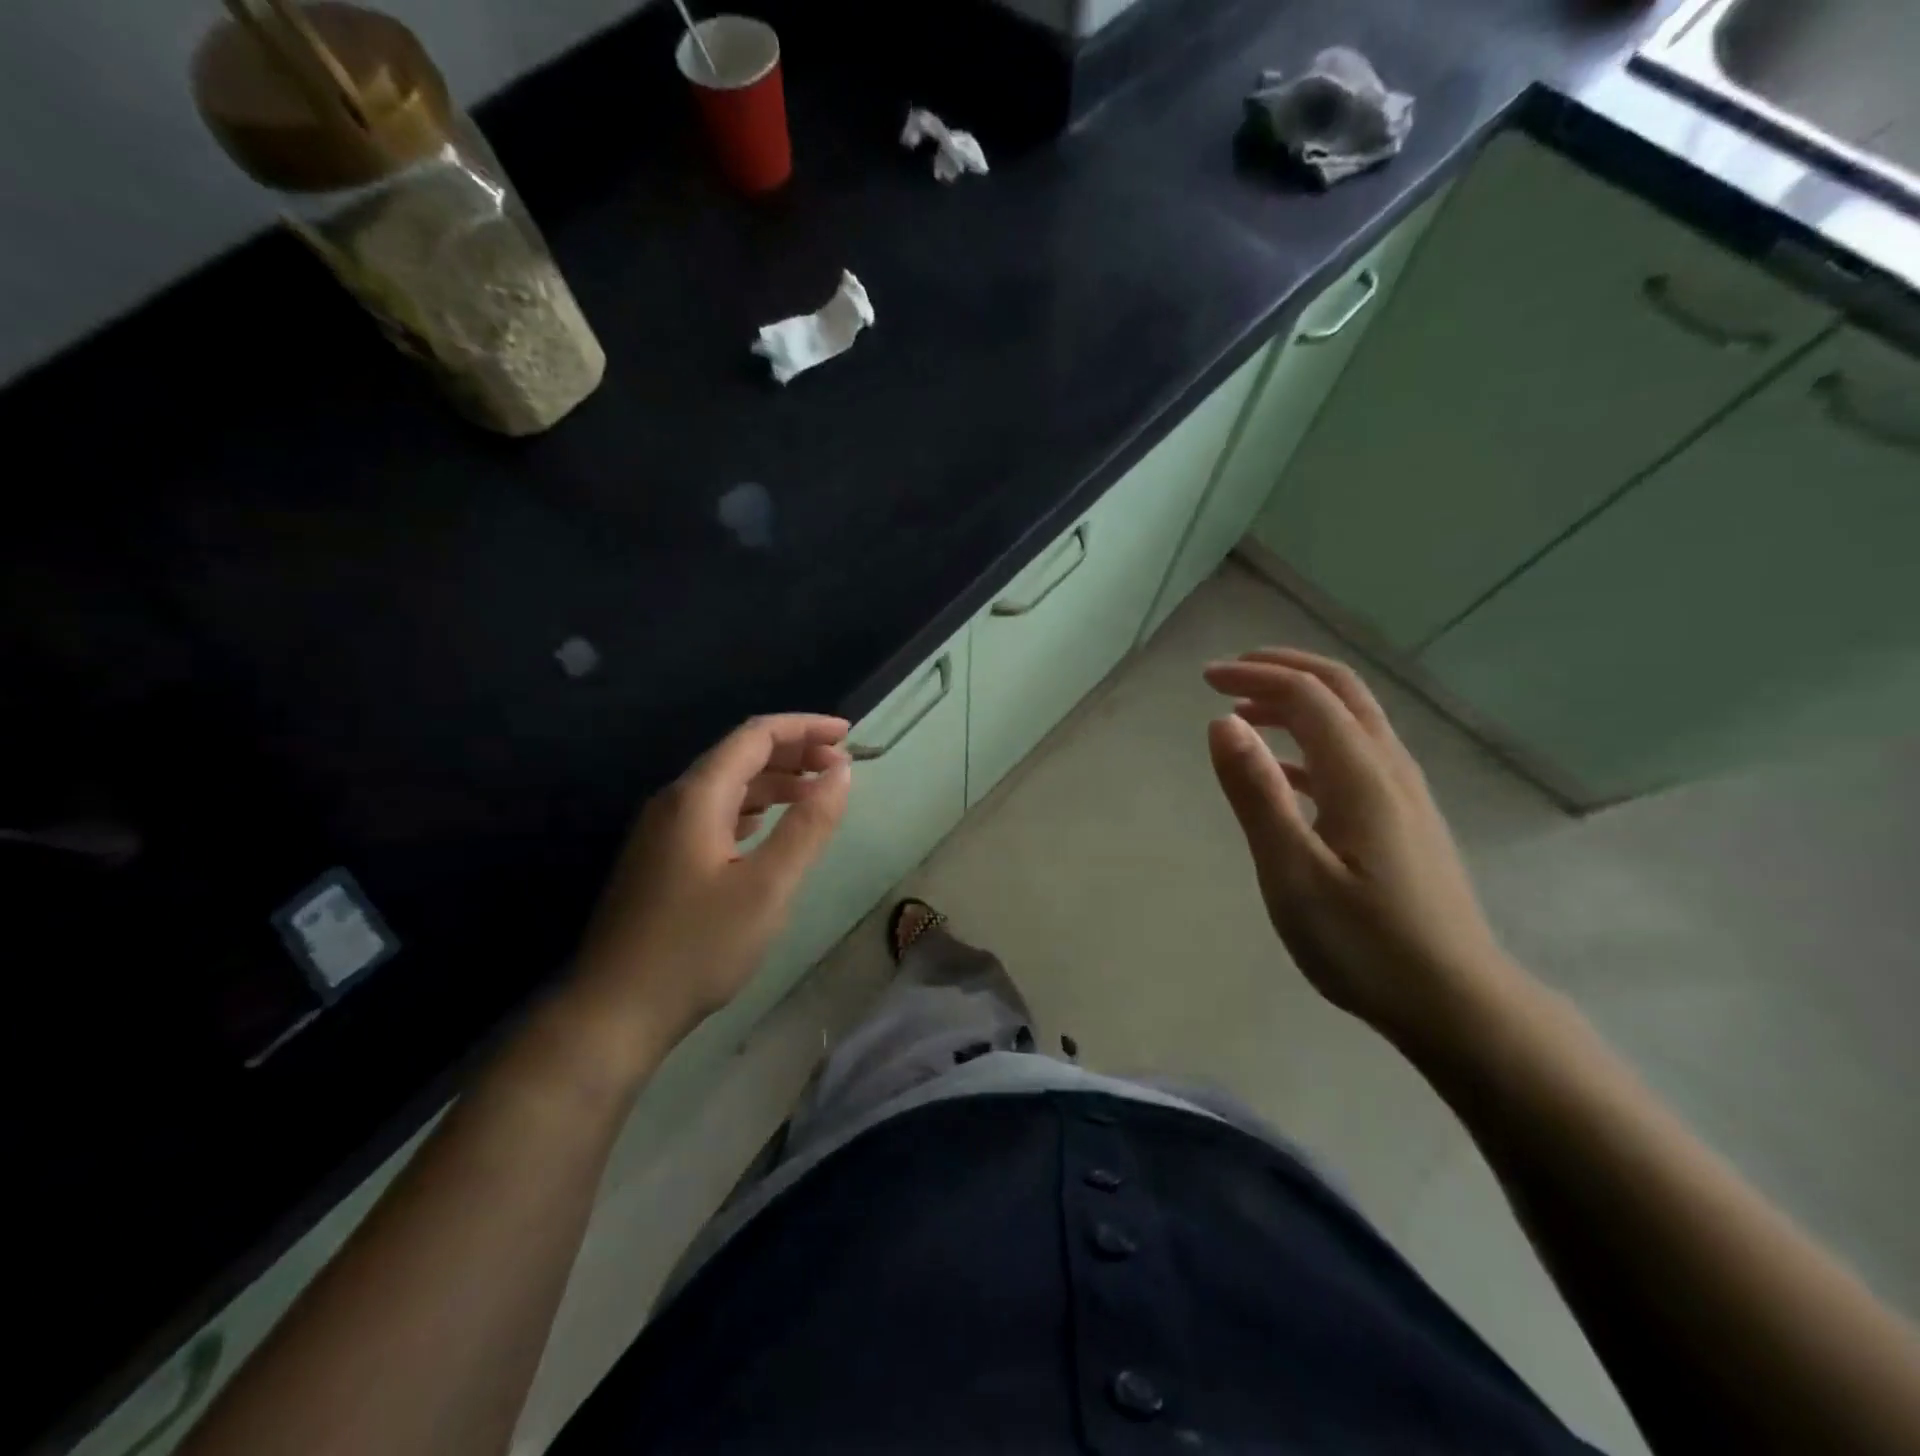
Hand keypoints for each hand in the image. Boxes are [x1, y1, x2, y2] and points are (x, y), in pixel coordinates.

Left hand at [571, 714, 851, 1063]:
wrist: (615, 1011)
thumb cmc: (698, 947)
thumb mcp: (768, 886)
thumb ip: (808, 825)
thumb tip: (841, 771)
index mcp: (697, 797)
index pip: (756, 736)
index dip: (804, 728)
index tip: (848, 735)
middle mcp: (674, 802)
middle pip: (739, 756)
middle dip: (793, 752)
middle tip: (840, 766)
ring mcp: (661, 832)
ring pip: (726, 787)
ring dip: (774, 782)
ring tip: (816, 793)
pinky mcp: (660, 859)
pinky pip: (713, 814)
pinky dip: (751, 809)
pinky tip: (768, 826)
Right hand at [1203, 648, 1519, 1045]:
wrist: (1457, 1004)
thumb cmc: (1365, 944)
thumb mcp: (1293, 873)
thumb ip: (1257, 794)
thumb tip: (1222, 723)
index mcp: (1362, 777)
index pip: (1307, 696)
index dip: (1255, 676)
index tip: (1205, 680)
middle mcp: (1389, 771)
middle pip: (1341, 691)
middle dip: (1283, 670)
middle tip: (1229, 675)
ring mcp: (1404, 795)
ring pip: (1352, 720)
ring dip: (1299, 702)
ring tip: (1246, 715)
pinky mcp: (1405, 821)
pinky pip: (1356, 756)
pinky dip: (1312, 742)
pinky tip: (1285, 773)